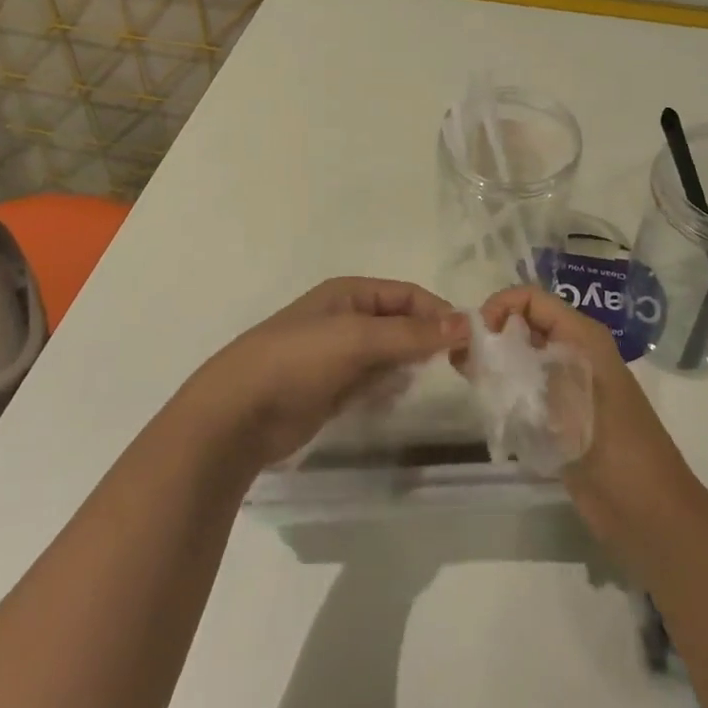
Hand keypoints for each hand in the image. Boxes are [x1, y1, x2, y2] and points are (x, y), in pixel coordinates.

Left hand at [191, 277, 464, 469]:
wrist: (237, 414)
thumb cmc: (298, 361)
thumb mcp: (357, 339)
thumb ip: (411, 334)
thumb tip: (465, 324)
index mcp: (350, 293)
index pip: (408, 295)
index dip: (439, 313)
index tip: (470, 341)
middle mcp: (347, 318)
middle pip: (401, 323)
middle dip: (428, 339)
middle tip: (459, 366)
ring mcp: (338, 355)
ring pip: (390, 353)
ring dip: (410, 364)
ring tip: (428, 381)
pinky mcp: (333, 388)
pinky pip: (374, 380)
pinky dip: (389, 386)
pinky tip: (396, 397)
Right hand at [473, 287, 702, 561]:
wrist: (649, 515)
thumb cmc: (614, 450)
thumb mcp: (565, 401)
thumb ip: (516, 373)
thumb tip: (470, 352)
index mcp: (582, 337)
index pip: (531, 299)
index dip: (499, 307)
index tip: (475, 339)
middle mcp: (575, 353)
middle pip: (525, 325)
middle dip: (492, 337)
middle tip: (462, 363)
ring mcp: (570, 385)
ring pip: (523, 358)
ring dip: (496, 366)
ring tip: (471, 385)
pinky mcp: (563, 416)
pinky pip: (527, 389)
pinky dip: (506, 393)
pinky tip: (488, 408)